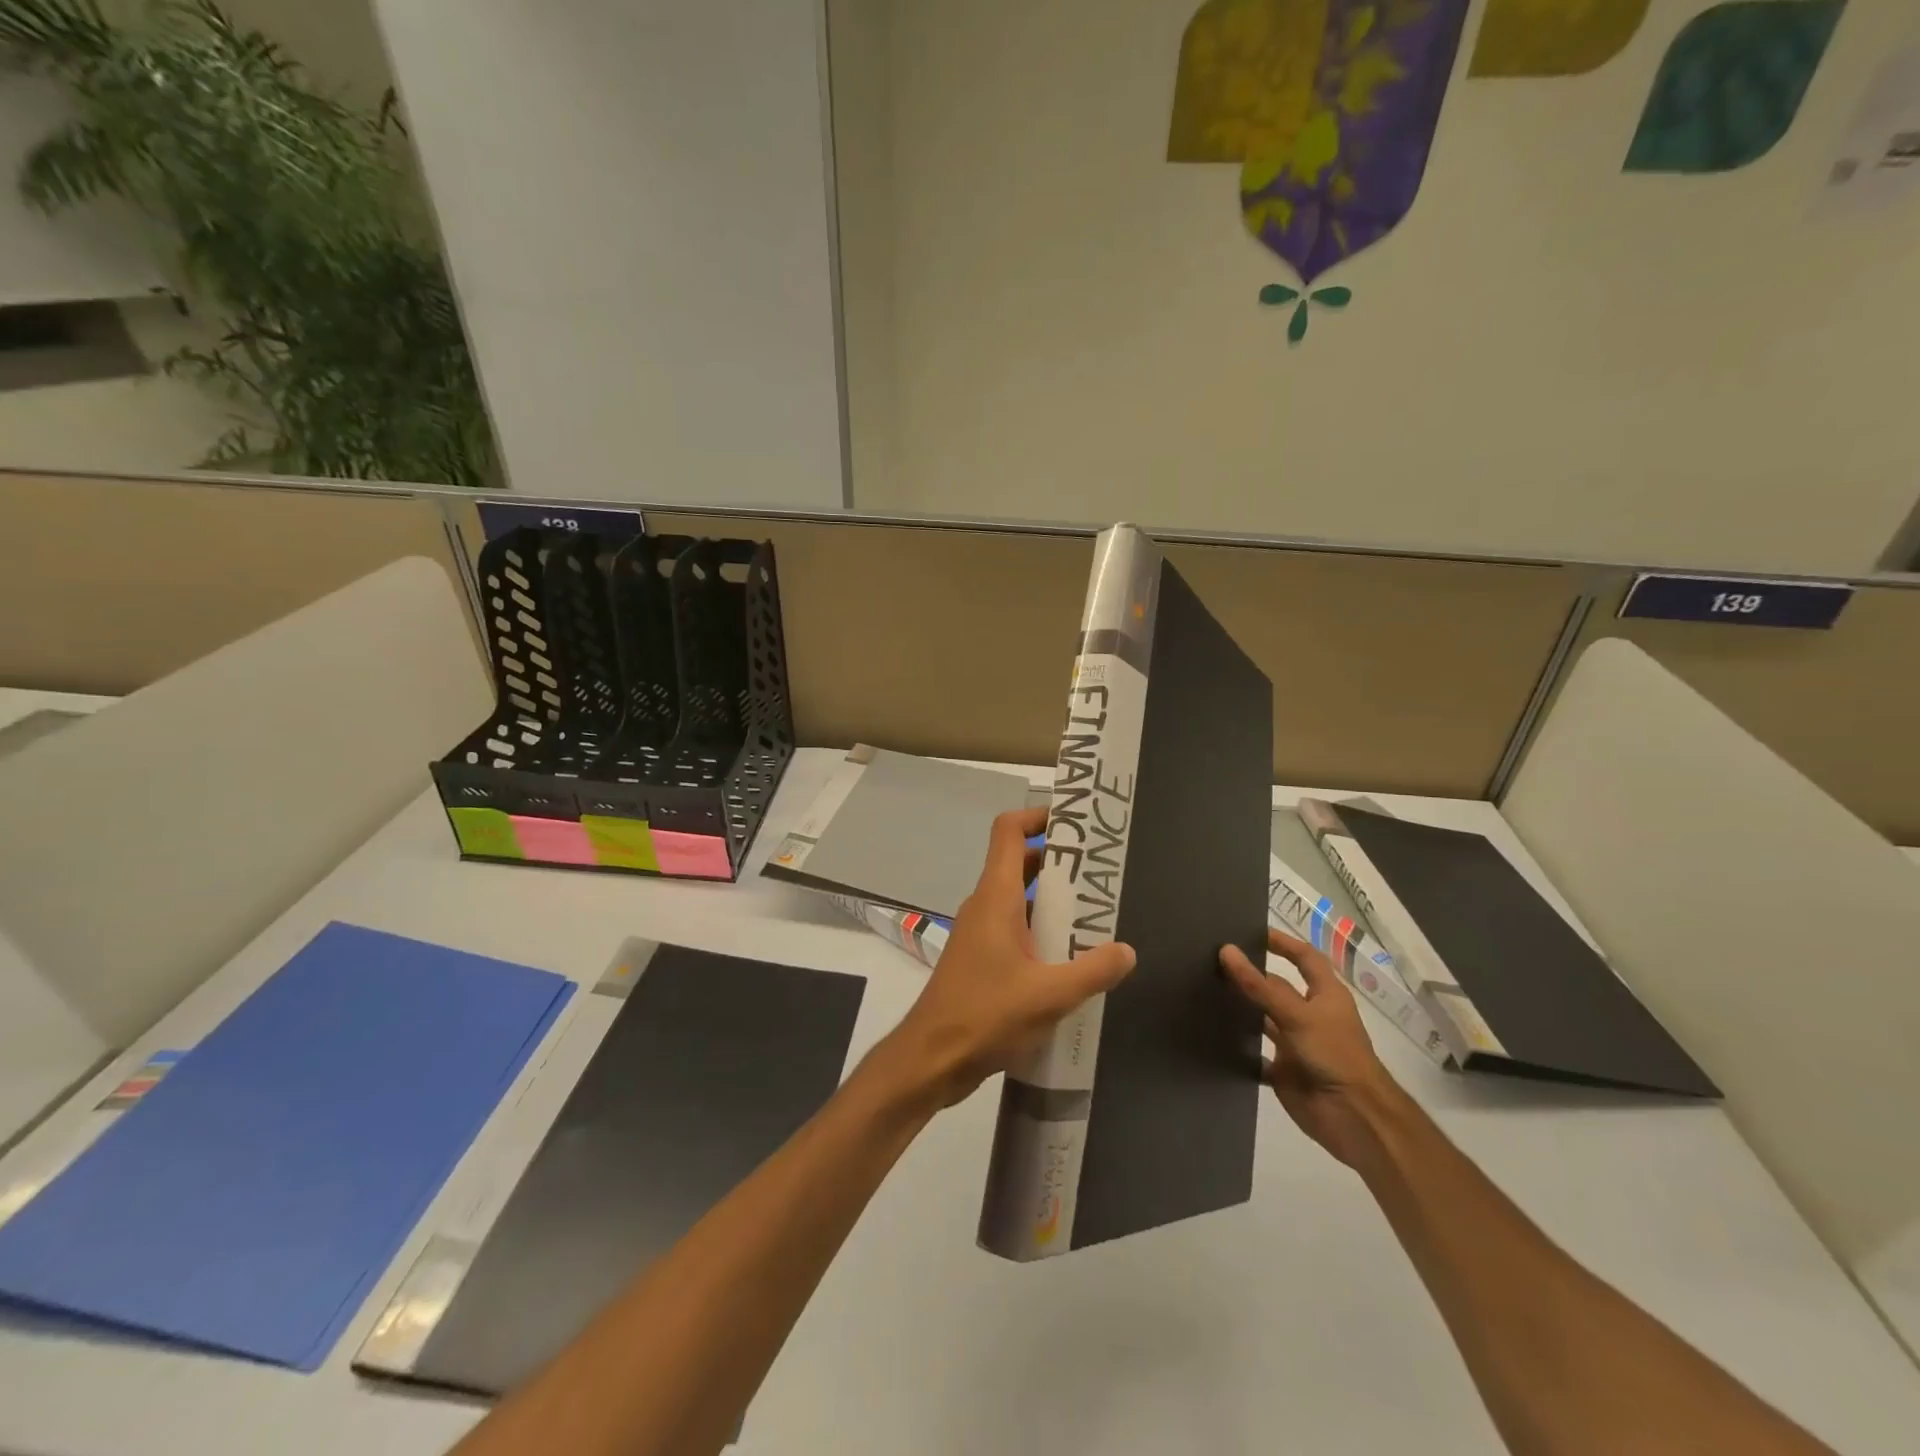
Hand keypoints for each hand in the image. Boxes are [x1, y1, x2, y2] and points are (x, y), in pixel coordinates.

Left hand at [876, 807, 1135, 1109]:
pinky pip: (1016, 930)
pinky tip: (1072, 961)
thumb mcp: (1050, 995)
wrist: (931, 1058)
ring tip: (1098, 916)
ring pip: (1021, 901)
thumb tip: (1126, 950)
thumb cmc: (985, 1015)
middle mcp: (986, 905)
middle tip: (1103, 874)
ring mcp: (980, 933)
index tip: (1075, 822)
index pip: (1008, 831)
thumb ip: (1092, 970)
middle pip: (1021, 864)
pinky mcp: (981, 960)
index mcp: (997, 897)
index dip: (1037, 816)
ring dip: (1055, 903)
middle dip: (1061, 863)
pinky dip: (1043, 933)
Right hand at [1219, 929, 1403, 1168]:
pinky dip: (1239, 1048)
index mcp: (1325, 996)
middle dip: (1252, 976)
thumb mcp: (1297, 1015)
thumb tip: (1226, 951)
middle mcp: (1310, 1016)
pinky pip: (1256, 1056)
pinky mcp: (1284, 1072)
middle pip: (1278, 988)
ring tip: (1204, 992)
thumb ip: (1260, 986)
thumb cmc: (1334, 1056)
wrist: (1355, 1119)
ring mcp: (1297, 1045)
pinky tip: (1212, 1036)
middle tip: (1213, 960)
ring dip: (1242, 1010)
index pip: (1305, 958)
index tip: (1251, 932)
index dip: (1284, 943)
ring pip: (1264, 1020)